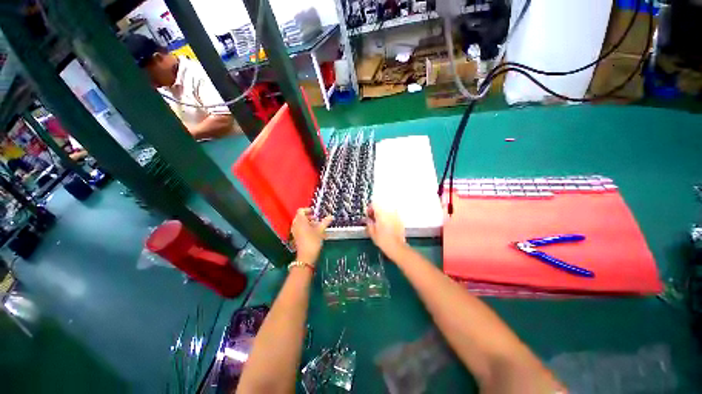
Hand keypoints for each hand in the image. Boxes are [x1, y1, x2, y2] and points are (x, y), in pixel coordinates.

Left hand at [291, 208, 332, 265]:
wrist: (306, 256)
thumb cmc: (313, 241)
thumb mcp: (320, 230)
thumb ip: (325, 222)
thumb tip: (331, 216)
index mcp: (300, 221)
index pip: (301, 211)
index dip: (308, 210)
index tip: (315, 212)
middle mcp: (295, 225)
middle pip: (300, 216)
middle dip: (308, 216)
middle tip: (316, 219)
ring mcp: (295, 231)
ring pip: (300, 223)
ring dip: (307, 222)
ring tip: (316, 225)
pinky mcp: (296, 237)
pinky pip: (299, 228)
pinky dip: (305, 228)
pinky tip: (313, 232)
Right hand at [366, 204, 406, 255]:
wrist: (397, 247)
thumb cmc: (383, 240)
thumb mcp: (372, 233)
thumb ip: (368, 223)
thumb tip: (367, 219)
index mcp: (381, 214)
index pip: (373, 205)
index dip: (369, 209)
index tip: (368, 214)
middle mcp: (389, 212)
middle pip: (381, 206)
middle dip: (376, 211)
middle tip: (373, 219)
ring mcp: (396, 216)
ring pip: (387, 211)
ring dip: (383, 214)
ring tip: (380, 222)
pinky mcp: (400, 220)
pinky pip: (393, 215)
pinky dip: (389, 218)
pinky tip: (387, 225)